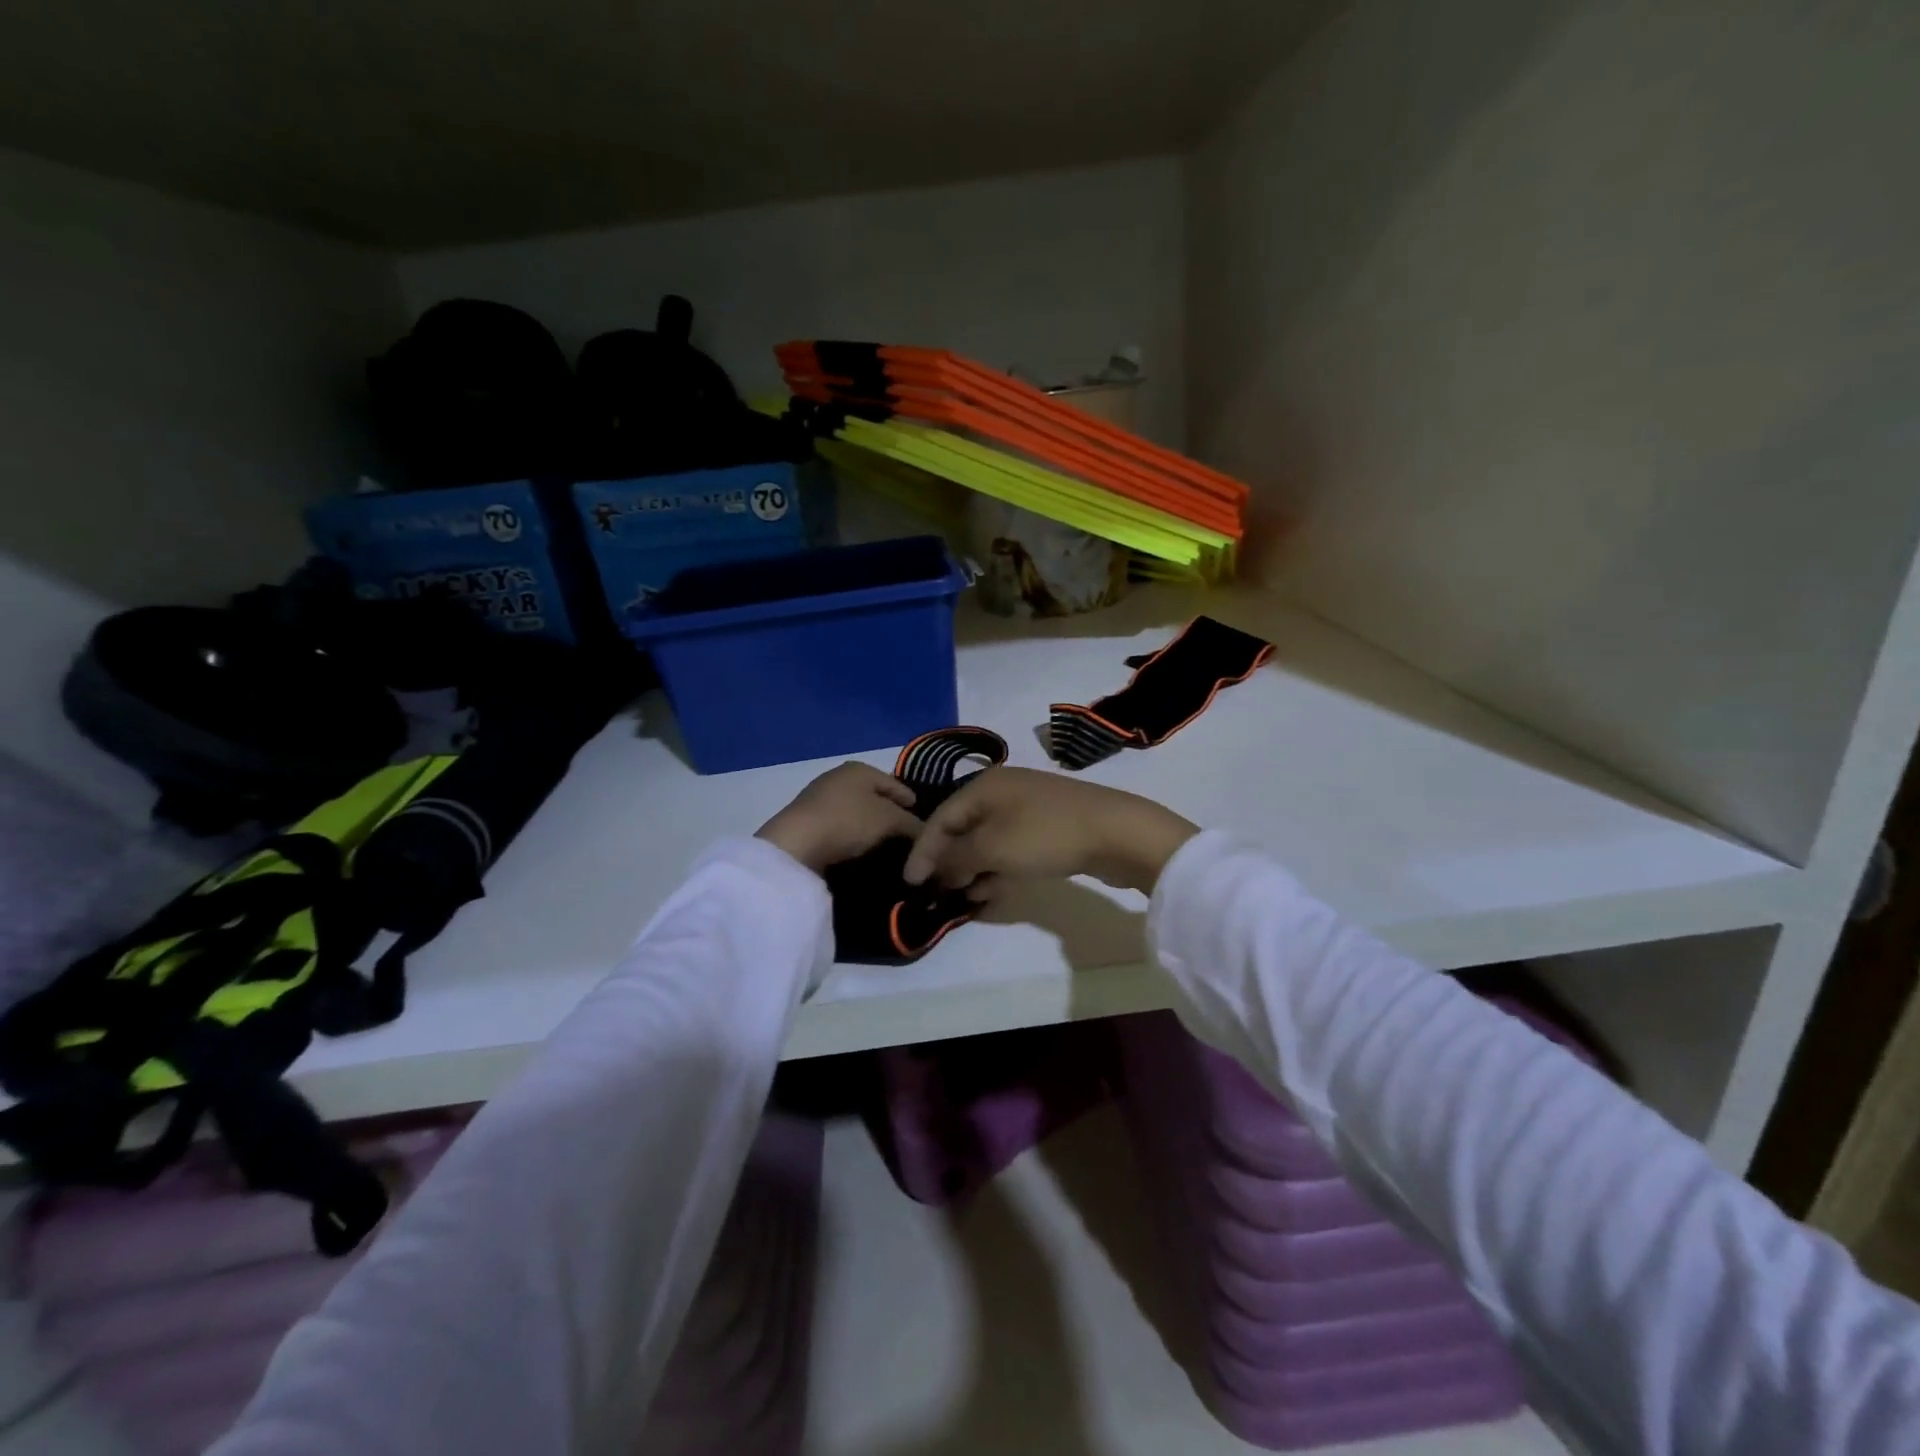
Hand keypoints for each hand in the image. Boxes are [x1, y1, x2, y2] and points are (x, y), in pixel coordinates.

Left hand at [756, 763, 922, 874]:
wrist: (795, 845)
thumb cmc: (848, 822)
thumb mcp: (889, 821)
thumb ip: (912, 824)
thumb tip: (926, 833)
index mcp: (859, 768)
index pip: (894, 783)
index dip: (911, 800)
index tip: (924, 820)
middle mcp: (838, 777)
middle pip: (874, 796)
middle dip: (889, 813)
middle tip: (906, 835)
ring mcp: (819, 798)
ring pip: (856, 811)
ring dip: (869, 827)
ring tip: (885, 847)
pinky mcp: (806, 821)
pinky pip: (840, 826)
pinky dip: (852, 836)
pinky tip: (860, 851)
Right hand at [901, 767, 1197, 896]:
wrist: (1116, 832)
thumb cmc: (1045, 835)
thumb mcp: (992, 848)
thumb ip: (955, 859)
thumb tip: (934, 870)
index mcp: (983, 786)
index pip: (939, 818)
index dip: (922, 851)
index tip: (910, 883)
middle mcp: (1001, 791)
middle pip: (962, 829)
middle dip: (949, 863)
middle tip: (940, 894)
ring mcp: (1026, 808)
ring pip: (987, 842)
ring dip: (974, 870)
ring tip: (968, 897)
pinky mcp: (1046, 827)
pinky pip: (1010, 848)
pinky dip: (998, 868)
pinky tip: (994, 892)